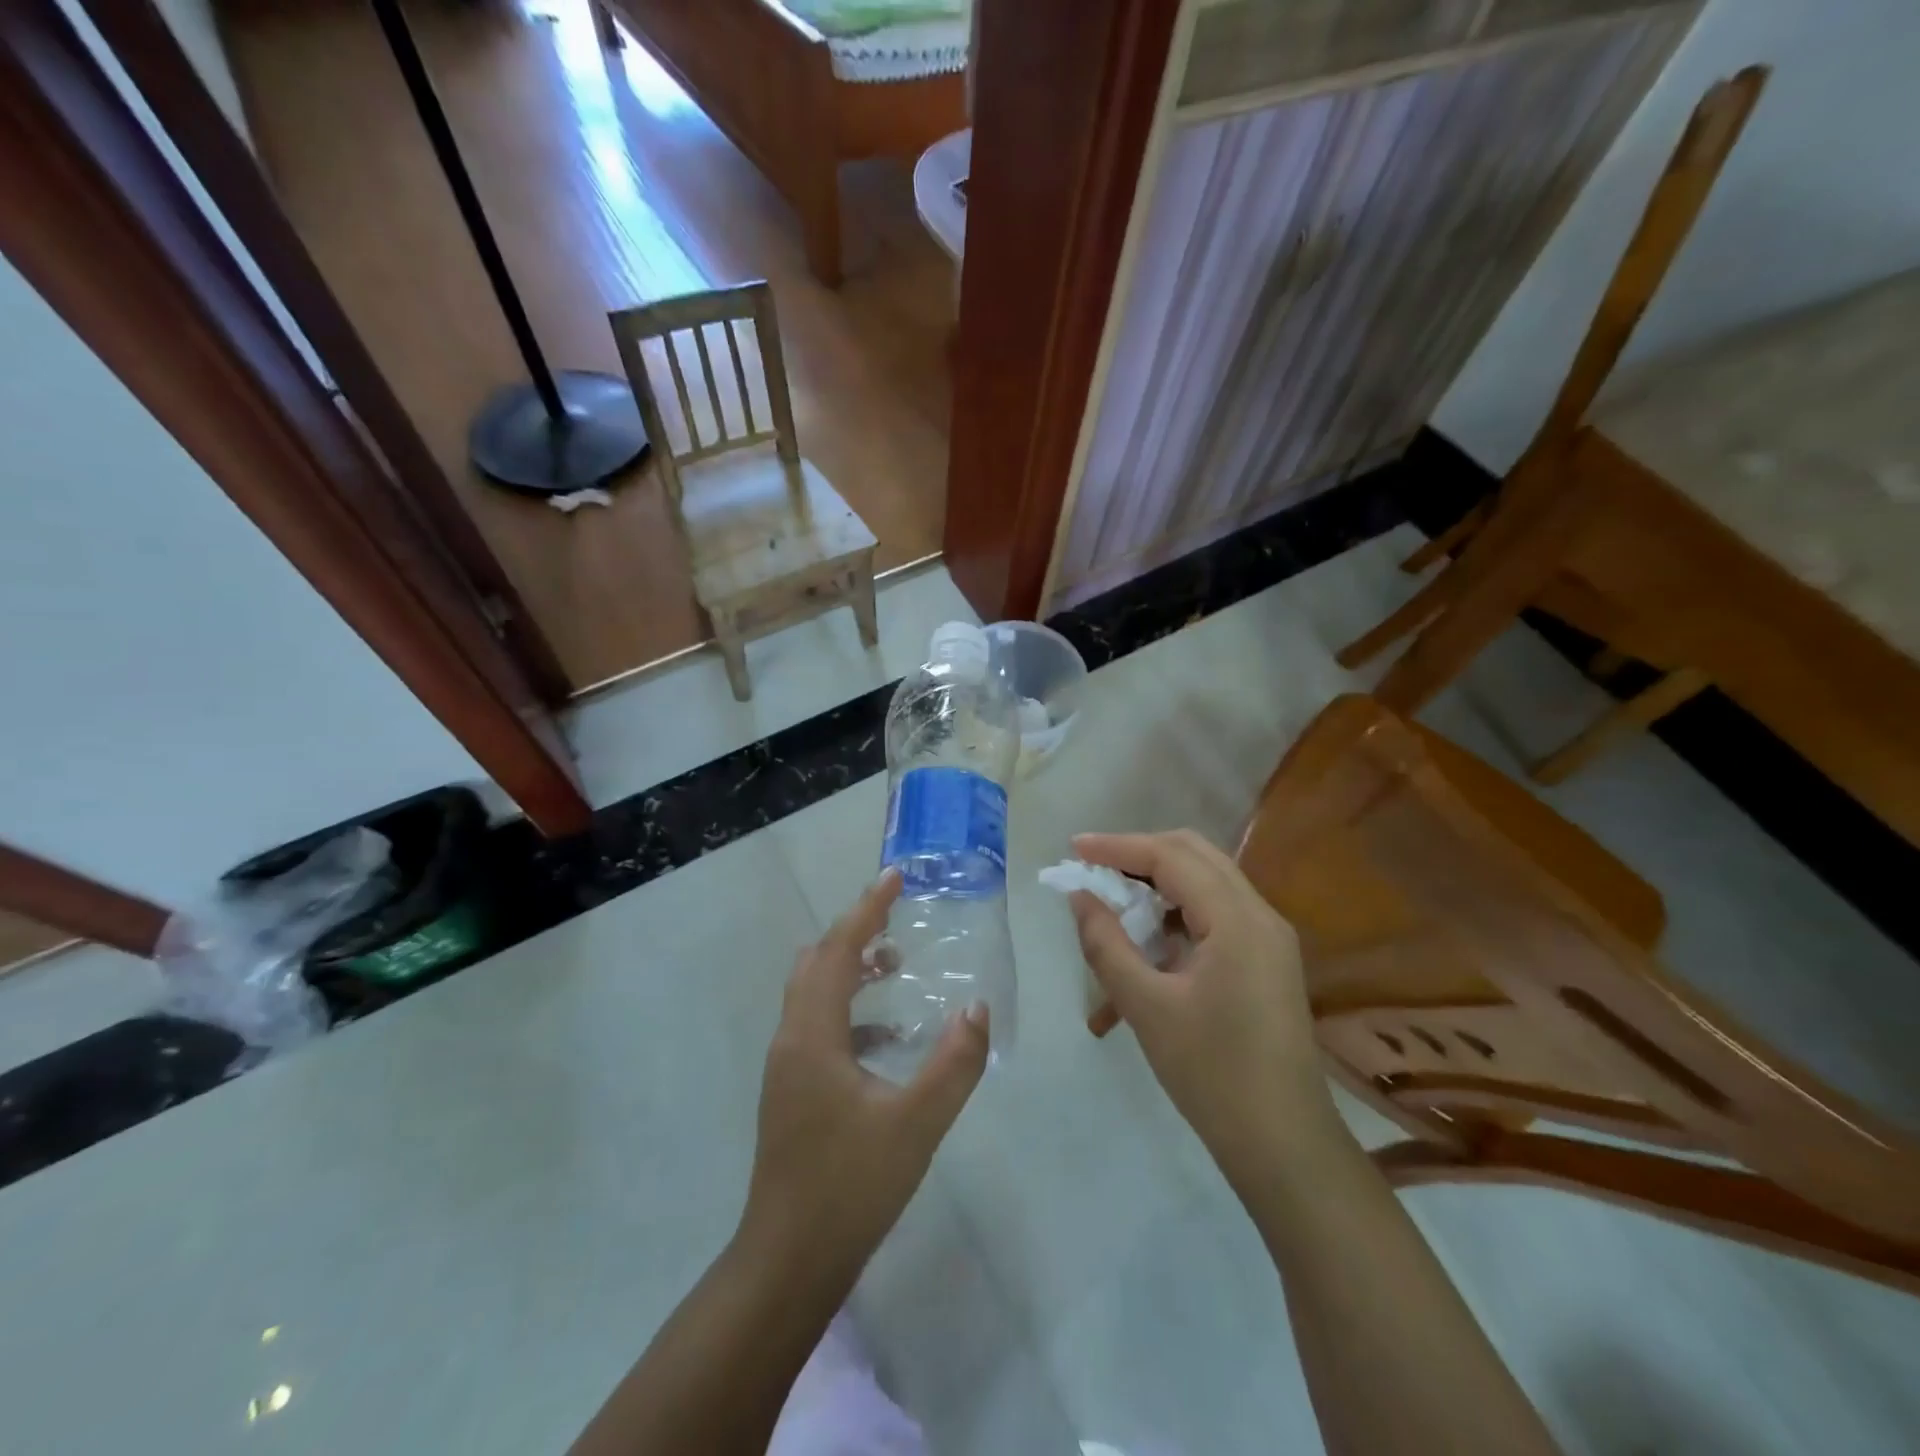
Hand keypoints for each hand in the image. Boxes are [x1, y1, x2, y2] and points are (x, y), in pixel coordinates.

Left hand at [738, 869, 989, 1284]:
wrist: (788, 1262)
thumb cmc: (849, 1186)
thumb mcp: (916, 1124)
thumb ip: (953, 1063)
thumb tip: (977, 1007)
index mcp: (812, 1033)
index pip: (838, 949)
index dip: (866, 908)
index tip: (894, 877)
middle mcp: (791, 1038)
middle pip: (817, 962)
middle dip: (855, 933)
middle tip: (897, 920)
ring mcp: (787, 1066)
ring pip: (813, 993)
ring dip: (850, 970)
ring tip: (895, 967)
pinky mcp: (792, 1090)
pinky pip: (818, 1026)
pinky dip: (849, 1010)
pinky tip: (888, 1037)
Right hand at [1070, 830, 1339, 1183]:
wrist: (1284, 1145)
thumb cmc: (1212, 1075)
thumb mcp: (1146, 1006)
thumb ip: (1107, 943)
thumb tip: (1080, 896)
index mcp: (1237, 920)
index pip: (1171, 857)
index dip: (1118, 847)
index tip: (1074, 848)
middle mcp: (1260, 915)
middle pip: (1194, 855)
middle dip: (1139, 855)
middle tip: (1093, 868)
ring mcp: (1268, 938)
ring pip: (1205, 883)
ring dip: (1156, 885)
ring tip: (1111, 906)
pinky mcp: (1265, 960)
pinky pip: (1214, 916)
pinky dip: (1174, 917)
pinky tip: (1144, 948)